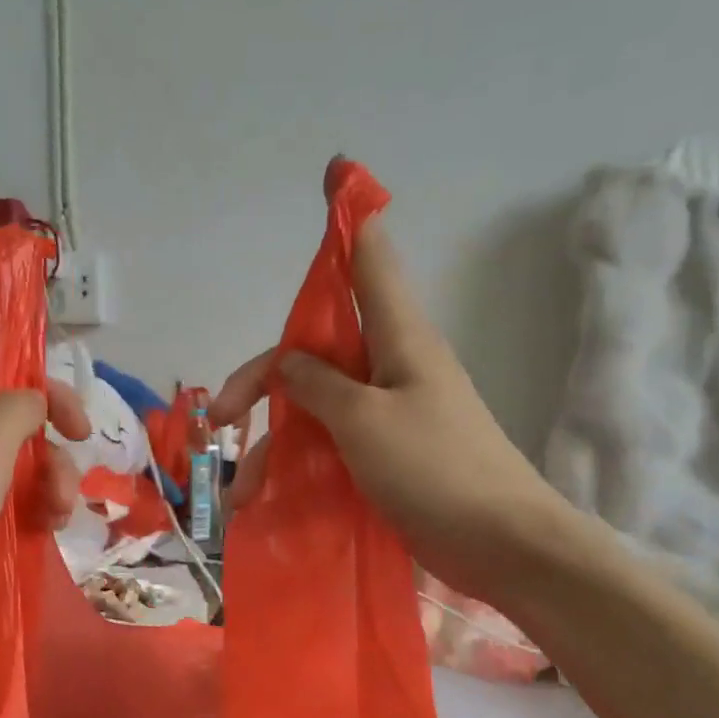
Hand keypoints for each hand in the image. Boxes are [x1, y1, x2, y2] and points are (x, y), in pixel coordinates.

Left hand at [0, 271, 89, 641]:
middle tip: (81, 432)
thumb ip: (17, 409)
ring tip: (60, 507)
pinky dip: (35, 500)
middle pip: (3, 387)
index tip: (12, 274)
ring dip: (51, 470)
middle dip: (50, 407)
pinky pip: (10, 487)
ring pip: (16, 444)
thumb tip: (34, 400)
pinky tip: (51, 524)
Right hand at [211, 160, 572, 599]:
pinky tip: (271, 499)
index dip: (348, 219)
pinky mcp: (389, 457)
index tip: (334, 172)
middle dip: (262, 381)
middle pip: (316, 352)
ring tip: (242, 493)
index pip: (369, 262)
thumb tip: (291, 364)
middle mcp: (392, 369)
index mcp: (398, 340)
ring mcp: (390, 416)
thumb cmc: (436, 470)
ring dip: (275, 443)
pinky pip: (333, 448)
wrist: (500, 544)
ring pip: (317, 408)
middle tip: (218, 420)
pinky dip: (301, 467)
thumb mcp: (365, 421)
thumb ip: (320, 386)